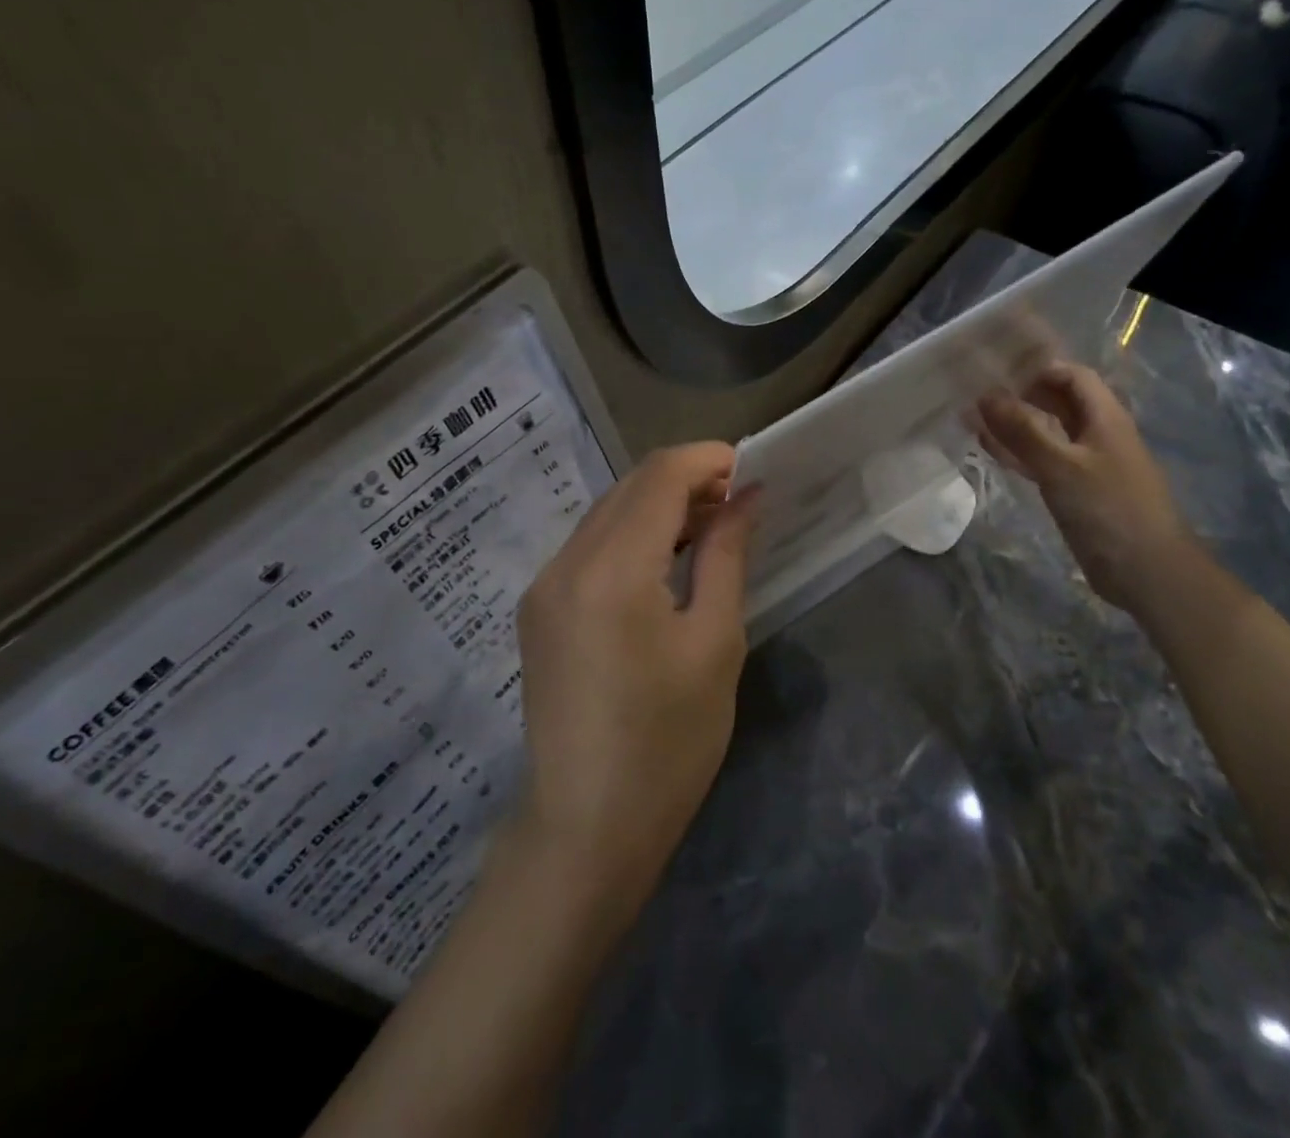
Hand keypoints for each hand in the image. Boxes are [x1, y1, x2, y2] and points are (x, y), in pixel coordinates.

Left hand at [513, 444, 758, 907]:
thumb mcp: (715, 643)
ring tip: (710, 530)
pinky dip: (631, 538)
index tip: (751, 470)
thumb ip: (726, 555)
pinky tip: (664, 563)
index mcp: (611, 569)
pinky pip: (589, 548)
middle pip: (629, 487)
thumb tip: (746, 498)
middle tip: (738, 503)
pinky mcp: (538, 610)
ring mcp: (543, 586)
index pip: (659, 476)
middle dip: (686, 480)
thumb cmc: (668, 743)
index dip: (707, 460)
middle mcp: (565, 563)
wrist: (586, 829)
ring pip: (607, 514)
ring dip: (658, 507)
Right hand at [977, 362, 1194, 610]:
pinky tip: (988, 449)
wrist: (1146, 571)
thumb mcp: (1062, 465)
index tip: (997, 369)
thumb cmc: (1109, 509)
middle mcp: (1096, 434)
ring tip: (971, 416)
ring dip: (1012, 424)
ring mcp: (1085, 464)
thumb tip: (985, 394)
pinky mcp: (1074, 491)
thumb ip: (1023, 430)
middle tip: (974, 390)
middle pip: (1057, 402)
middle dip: (1019, 394)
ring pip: (1045, 432)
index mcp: (1104, 418)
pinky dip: (1016, 452)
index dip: (1038, 368)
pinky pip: (1041, 460)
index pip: (1072, 376)